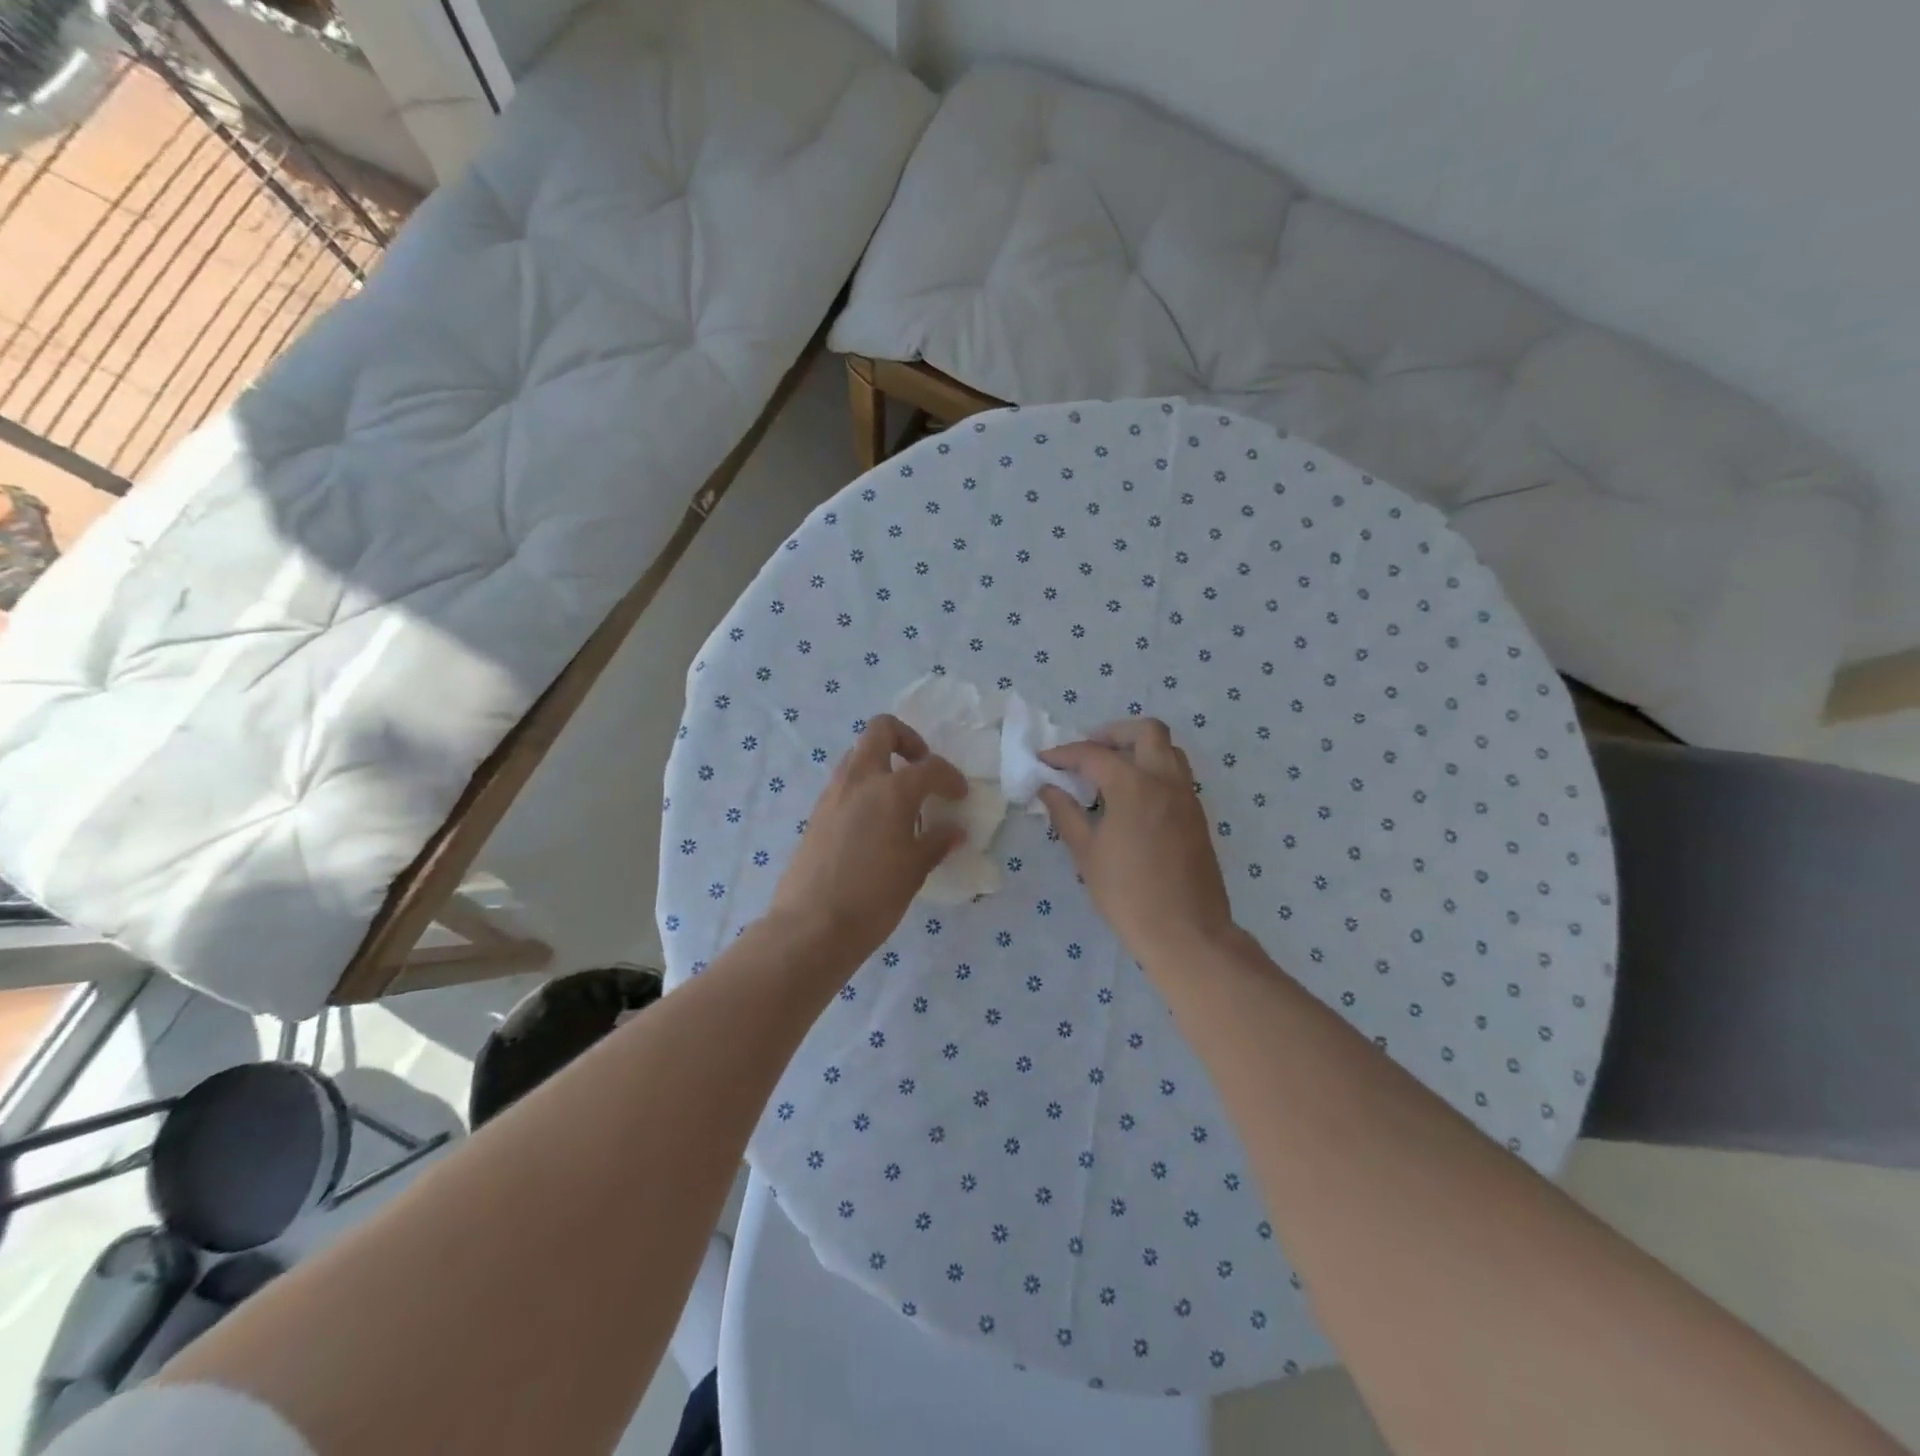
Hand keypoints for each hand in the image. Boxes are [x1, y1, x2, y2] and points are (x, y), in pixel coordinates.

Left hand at [769, 714, 967, 968]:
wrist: (811, 927)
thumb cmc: (873, 898)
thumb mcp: (915, 871)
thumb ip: (936, 843)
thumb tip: (954, 830)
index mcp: (891, 790)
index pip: (929, 767)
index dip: (950, 777)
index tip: (959, 795)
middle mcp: (859, 780)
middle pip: (881, 730)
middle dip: (907, 740)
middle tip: (921, 769)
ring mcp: (832, 794)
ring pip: (858, 755)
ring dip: (882, 764)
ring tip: (900, 800)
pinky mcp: (816, 814)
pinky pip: (845, 783)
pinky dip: (864, 788)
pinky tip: (876, 824)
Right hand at [1038, 719, 1238, 974]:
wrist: (1187, 932)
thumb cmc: (1128, 894)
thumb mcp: (1086, 854)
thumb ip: (1066, 813)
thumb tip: (1049, 788)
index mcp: (1134, 785)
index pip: (1094, 754)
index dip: (1064, 754)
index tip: (1044, 760)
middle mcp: (1165, 781)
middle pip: (1147, 731)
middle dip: (1113, 733)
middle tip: (1088, 752)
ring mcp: (1187, 797)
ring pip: (1168, 750)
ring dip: (1139, 750)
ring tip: (1110, 773)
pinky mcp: (1197, 816)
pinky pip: (1176, 776)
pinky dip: (1153, 772)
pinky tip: (1131, 800)